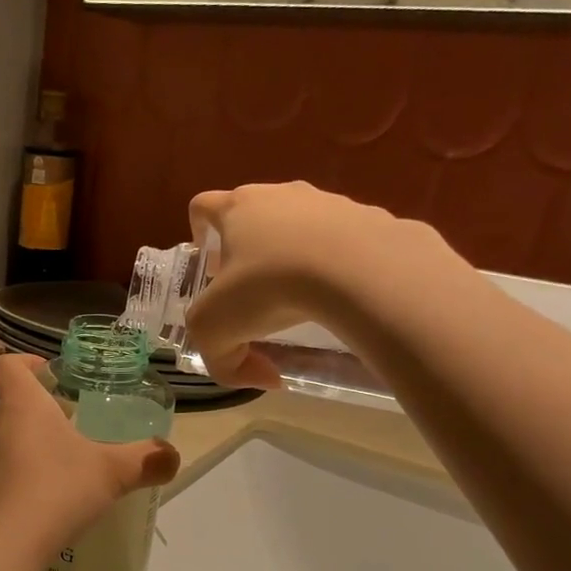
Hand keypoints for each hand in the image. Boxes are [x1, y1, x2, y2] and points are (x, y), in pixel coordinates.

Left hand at [0, 355, 178, 559]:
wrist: (10, 546)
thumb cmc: (59, 489)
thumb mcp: (113, 472)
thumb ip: (146, 460)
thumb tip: (173, 455)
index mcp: (21, 406)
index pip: (6, 366)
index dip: (25, 362)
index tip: (50, 373)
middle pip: (9, 403)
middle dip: (38, 407)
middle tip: (70, 420)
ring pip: (5, 439)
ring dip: (29, 441)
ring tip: (63, 458)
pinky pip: (2, 472)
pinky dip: (22, 474)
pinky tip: (49, 495)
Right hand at [183, 181, 441, 388]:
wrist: (360, 270)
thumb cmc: (269, 288)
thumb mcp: (217, 333)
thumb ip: (224, 362)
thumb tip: (262, 376)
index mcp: (237, 209)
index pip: (203, 206)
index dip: (198, 231)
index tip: (208, 264)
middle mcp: (281, 194)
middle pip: (254, 214)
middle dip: (248, 250)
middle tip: (251, 291)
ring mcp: (330, 202)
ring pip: (301, 226)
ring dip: (294, 256)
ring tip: (303, 298)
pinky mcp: (372, 218)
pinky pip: (346, 242)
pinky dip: (339, 266)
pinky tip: (344, 297)